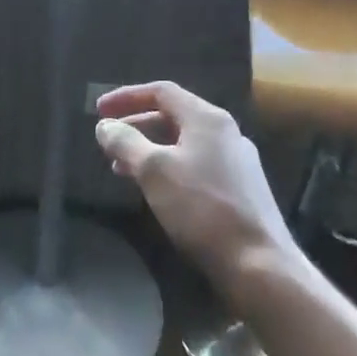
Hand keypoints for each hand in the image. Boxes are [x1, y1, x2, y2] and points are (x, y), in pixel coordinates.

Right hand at [95, 82, 303, 296]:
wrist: (258, 263)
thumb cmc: (201, 208)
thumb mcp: (153, 171)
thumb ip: (126, 142)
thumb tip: (105, 126)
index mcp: (207, 119)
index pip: (162, 92)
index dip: (126, 97)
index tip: (98, 110)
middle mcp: (225, 133)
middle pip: (173, 116)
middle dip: (135, 125)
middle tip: (107, 140)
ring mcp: (235, 162)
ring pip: (183, 143)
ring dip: (148, 149)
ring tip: (120, 168)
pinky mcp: (239, 189)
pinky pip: (194, 165)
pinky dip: (167, 167)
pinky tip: (153, 189)